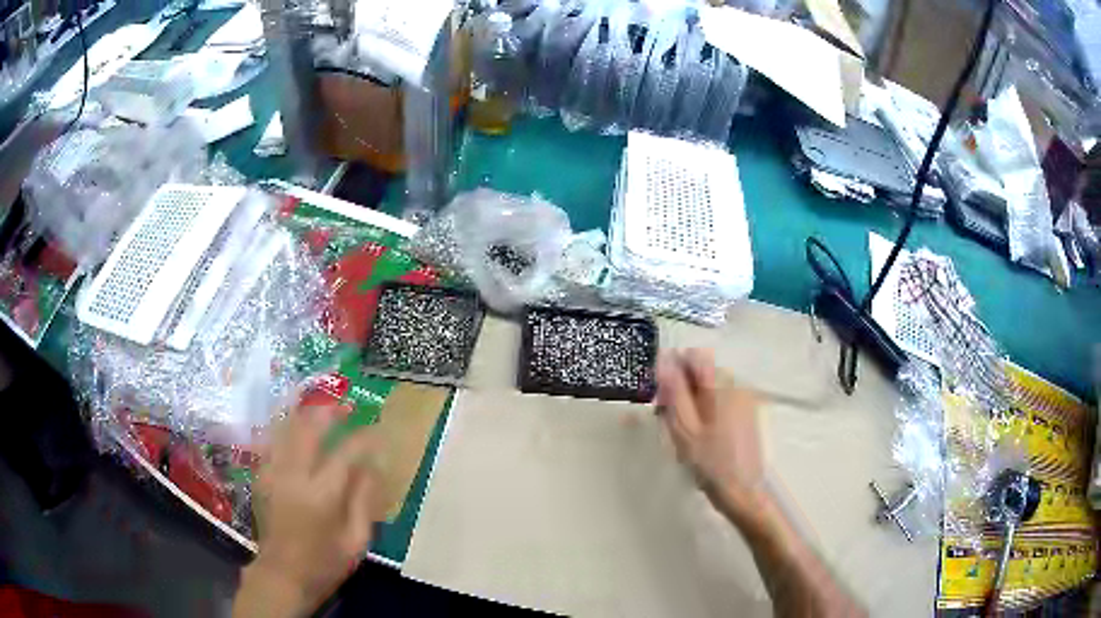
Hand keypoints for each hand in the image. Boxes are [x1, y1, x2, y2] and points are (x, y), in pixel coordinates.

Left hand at [235, 405, 381, 617]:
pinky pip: (273, 440)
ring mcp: (273, 473)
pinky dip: (287, 428)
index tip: (378, 430)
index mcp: (322, 495)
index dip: (364, 437)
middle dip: (330, 411)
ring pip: (286, 428)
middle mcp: (294, 475)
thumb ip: (363, 502)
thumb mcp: (356, 542)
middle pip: (309, 427)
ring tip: (324, 410)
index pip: (345, 452)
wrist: (282, 575)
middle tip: (347, 407)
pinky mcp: (262, 477)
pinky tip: (297, 427)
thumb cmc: (324, 564)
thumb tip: (371, 469)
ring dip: (306, 414)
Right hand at [656, 349, 768, 524]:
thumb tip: (664, 360)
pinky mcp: (746, 413)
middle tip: (665, 418)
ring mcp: (744, 399)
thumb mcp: (684, 427)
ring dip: (691, 401)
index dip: (673, 371)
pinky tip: (699, 435)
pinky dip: (705, 410)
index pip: (694, 357)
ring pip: (709, 387)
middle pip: (701, 372)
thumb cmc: (709, 461)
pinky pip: (720, 400)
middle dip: (681, 388)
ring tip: (681, 432)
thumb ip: (674, 391)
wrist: (742, 491)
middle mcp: (736, 385)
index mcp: (721, 385)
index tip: (660, 395)